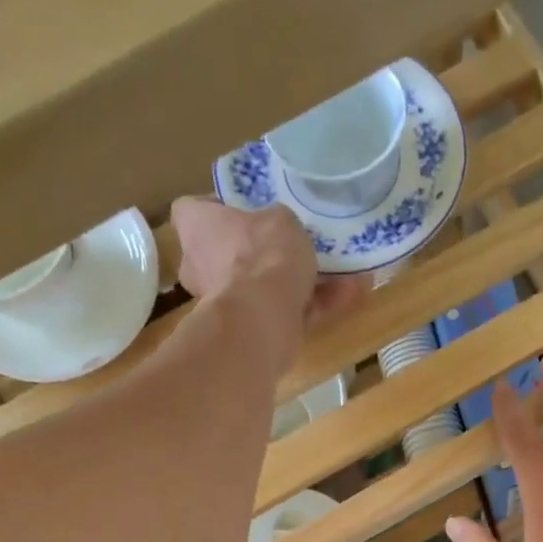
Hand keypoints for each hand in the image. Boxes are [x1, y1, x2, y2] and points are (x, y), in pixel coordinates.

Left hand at [170, 199, 364, 377]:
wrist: (264, 318)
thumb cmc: (261, 254)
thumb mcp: (280, 219)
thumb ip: (277, 223)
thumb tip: (280, 231)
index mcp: (195, 229)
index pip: (193, 210)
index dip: (218, 209)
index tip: (246, 211)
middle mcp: (199, 267)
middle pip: (228, 255)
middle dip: (259, 255)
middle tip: (294, 246)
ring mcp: (223, 305)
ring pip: (262, 289)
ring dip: (298, 283)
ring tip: (342, 273)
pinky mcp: (250, 333)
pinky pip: (283, 313)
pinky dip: (312, 307)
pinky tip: (349, 294)